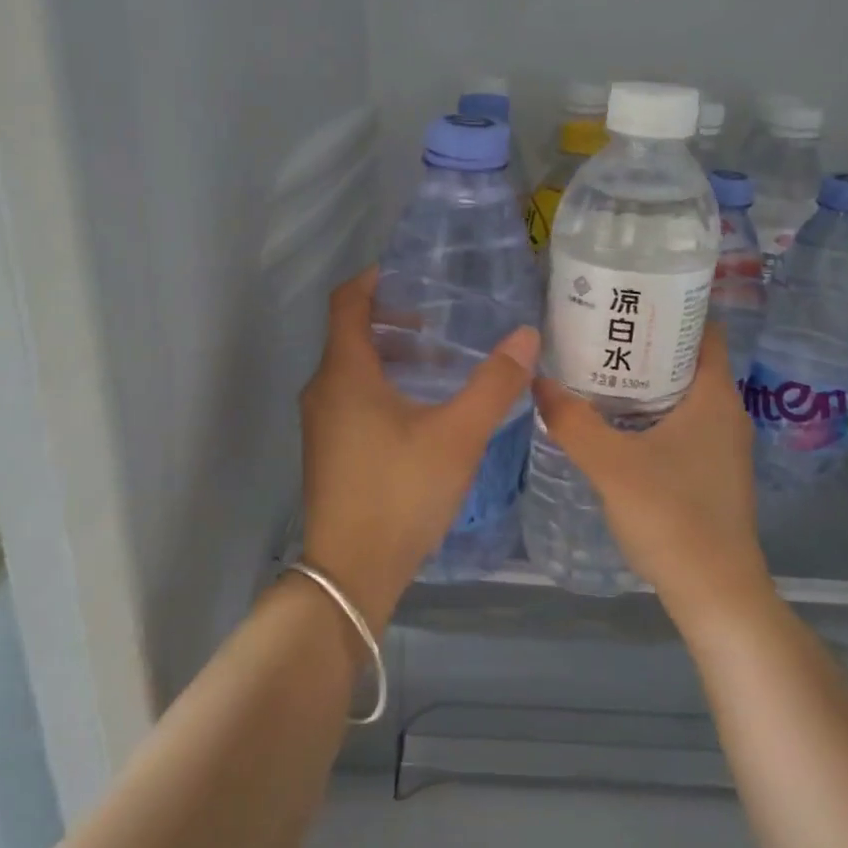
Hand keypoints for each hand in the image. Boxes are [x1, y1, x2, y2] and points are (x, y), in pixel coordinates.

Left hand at [299, 267, 539, 632]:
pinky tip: (424, 409)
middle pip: (352, 333)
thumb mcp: (457, 436)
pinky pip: (353, 397)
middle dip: (395, 320)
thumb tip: (526, 335)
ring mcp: (322, 423)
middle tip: (443, 320)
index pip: (347, 301)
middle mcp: (324, 389)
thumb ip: (494, 384)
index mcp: (345, 372)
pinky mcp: (329, 450)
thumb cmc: (401, 492)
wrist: (351, 573)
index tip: (413, 273)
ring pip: (354, 368)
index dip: (375, 279)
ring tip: (443, 363)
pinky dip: (385, 385)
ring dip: (394, 356)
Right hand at [532, 323, 775, 631]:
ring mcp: (722, 444)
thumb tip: (537, 380)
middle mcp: (726, 411)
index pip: (705, 328)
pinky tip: (615, 423)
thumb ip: (572, 421)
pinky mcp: (711, 471)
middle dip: (647, 342)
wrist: (715, 592)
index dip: (671, 307)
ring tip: (597, 370)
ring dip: (646, 380)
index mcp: (714, 395)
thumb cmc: (672, 516)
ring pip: (683, 394)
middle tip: (598, 332)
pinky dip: (652, 412)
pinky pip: (681, 423)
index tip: (627, 300)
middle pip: (689, 359)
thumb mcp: (611, 465)